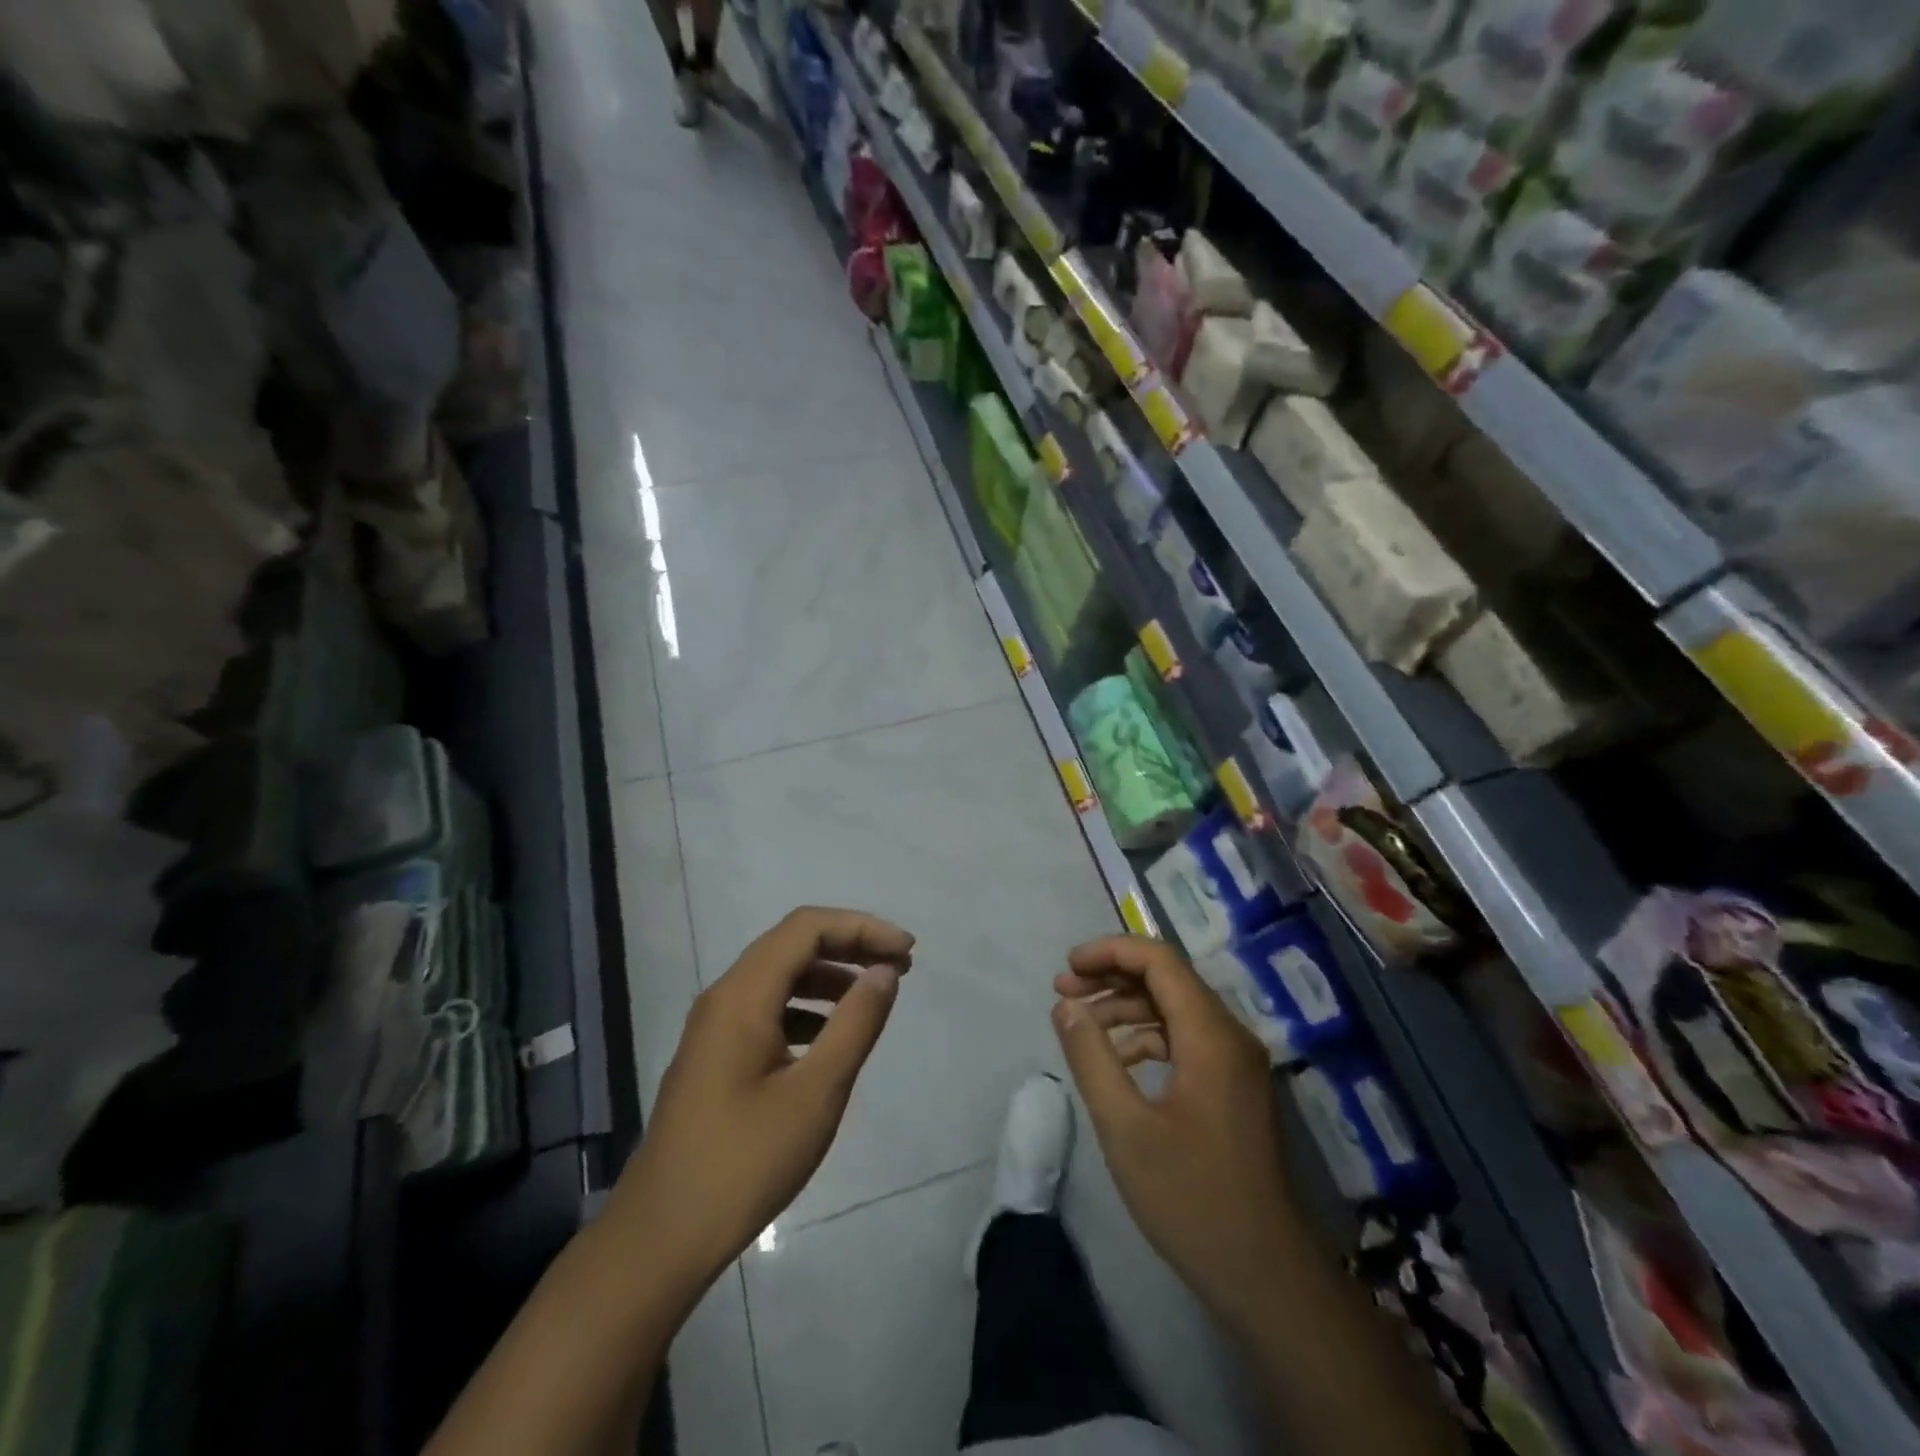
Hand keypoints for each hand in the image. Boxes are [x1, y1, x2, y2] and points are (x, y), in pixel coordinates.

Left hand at [603, 907, 913, 1302]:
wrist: (661, 1238)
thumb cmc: (745, 1162)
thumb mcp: (816, 1093)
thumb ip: (855, 1024)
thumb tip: (884, 972)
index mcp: (742, 995)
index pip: (807, 928)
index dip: (862, 928)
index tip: (907, 952)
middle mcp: (724, 997)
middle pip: (792, 944)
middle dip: (849, 946)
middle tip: (899, 968)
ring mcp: (714, 1027)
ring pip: (778, 976)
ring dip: (829, 976)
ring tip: (872, 998)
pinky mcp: (713, 1056)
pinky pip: (766, 1008)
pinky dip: (806, 1007)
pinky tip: (830, 1037)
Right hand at [1052, 935, 1296, 1328]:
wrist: (1265, 1276)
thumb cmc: (1191, 1198)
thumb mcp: (1125, 1128)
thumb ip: (1091, 1057)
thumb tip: (1065, 1005)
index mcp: (1211, 1035)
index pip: (1159, 960)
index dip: (1110, 951)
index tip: (1067, 968)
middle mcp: (1230, 1036)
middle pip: (1167, 979)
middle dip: (1111, 976)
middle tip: (1063, 991)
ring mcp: (1236, 1063)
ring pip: (1175, 1008)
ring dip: (1126, 1006)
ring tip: (1079, 1022)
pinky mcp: (1233, 1088)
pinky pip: (1186, 1040)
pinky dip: (1146, 1038)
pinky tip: (1116, 1061)